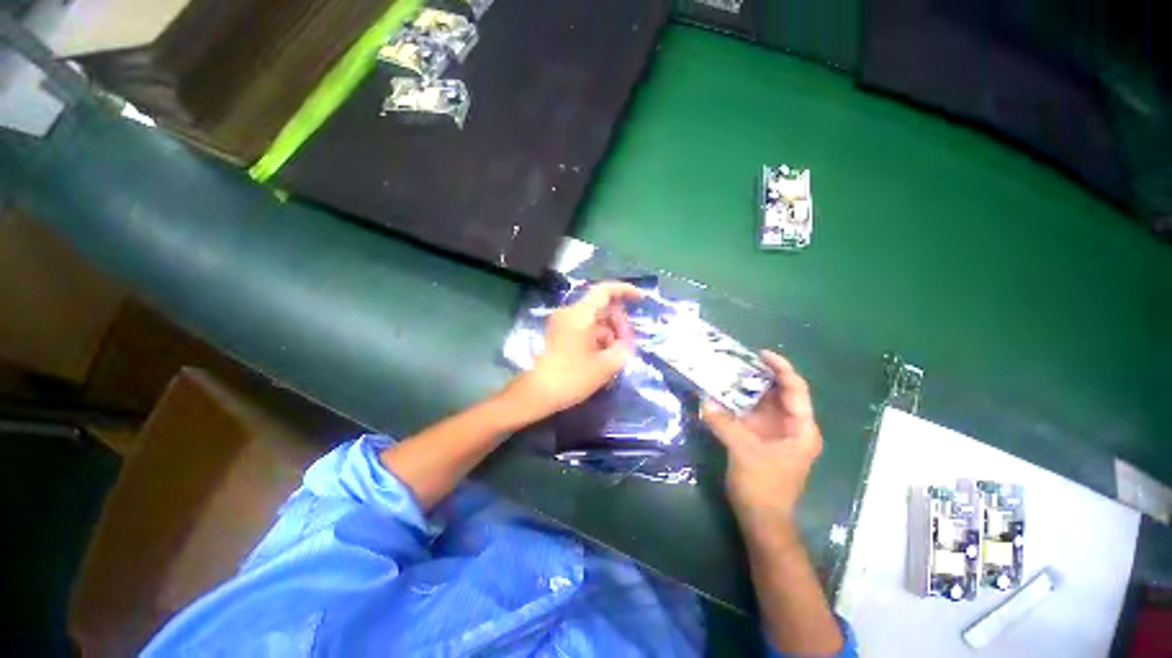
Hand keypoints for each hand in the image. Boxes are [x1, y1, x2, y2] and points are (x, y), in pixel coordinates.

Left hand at [513, 281, 642, 417]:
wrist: (533, 394)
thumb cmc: (570, 377)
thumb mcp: (604, 366)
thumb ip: (622, 350)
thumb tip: (624, 343)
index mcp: (580, 314)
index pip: (605, 291)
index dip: (625, 290)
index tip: (640, 299)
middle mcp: (569, 313)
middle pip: (601, 308)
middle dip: (618, 323)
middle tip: (626, 345)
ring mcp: (561, 324)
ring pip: (592, 321)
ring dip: (607, 334)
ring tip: (614, 357)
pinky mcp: (556, 336)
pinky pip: (582, 330)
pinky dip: (595, 340)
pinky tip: (601, 359)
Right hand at [702, 350, 821, 535]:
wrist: (762, 520)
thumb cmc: (763, 487)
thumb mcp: (744, 452)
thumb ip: (724, 424)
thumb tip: (704, 400)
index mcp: (801, 429)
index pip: (796, 389)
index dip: (781, 368)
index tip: (760, 354)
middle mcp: (792, 427)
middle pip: (779, 393)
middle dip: (760, 375)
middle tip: (737, 360)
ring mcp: (775, 433)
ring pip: (763, 403)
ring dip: (746, 389)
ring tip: (727, 372)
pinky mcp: (760, 440)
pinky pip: (750, 415)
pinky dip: (737, 404)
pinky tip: (722, 395)